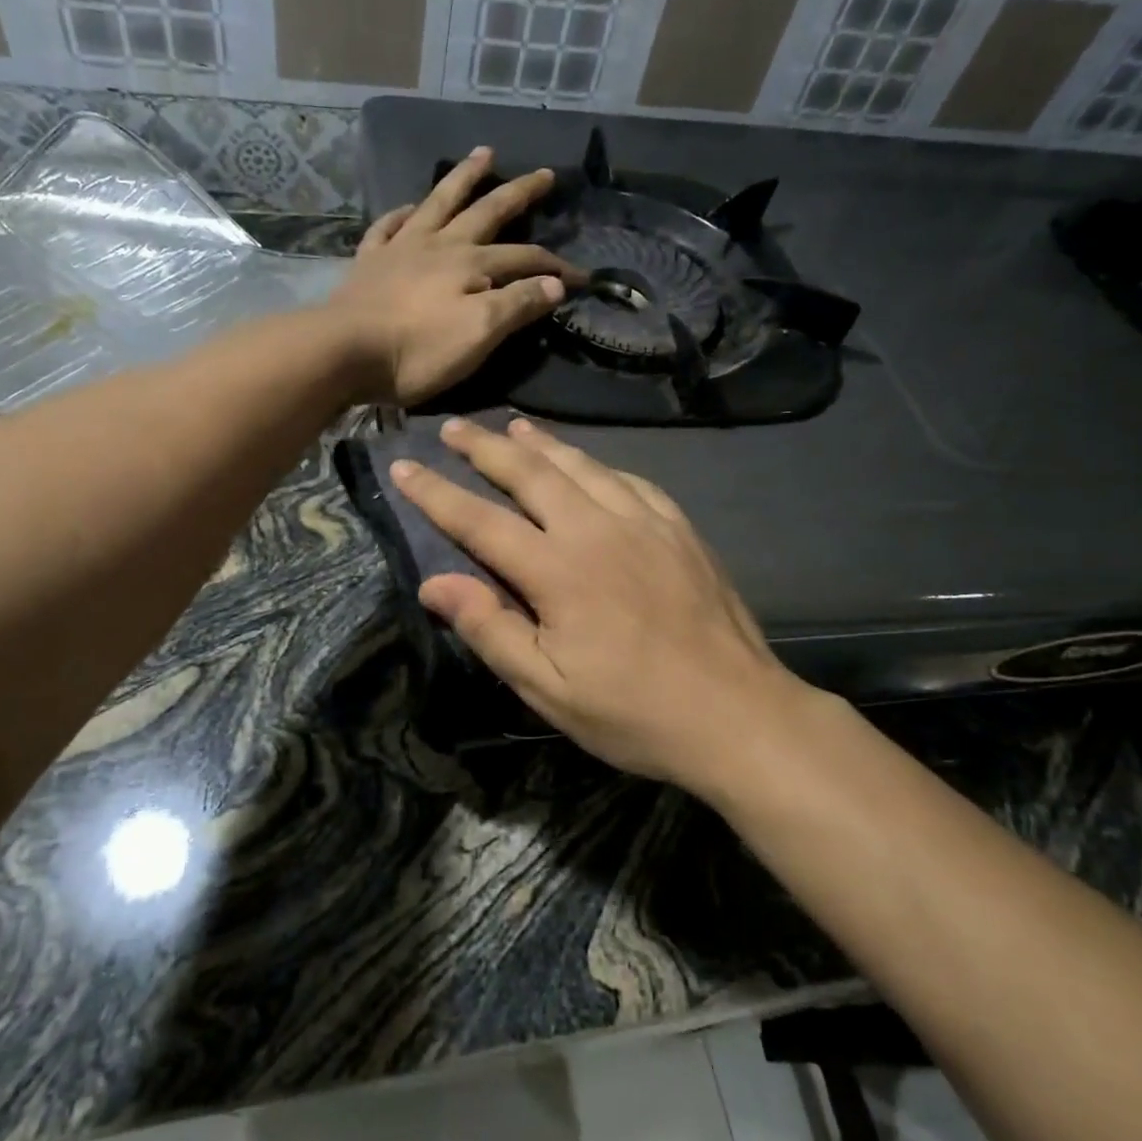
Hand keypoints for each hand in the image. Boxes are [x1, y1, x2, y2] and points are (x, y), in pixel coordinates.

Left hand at [327, 147, 585, 404]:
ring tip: (484, 154)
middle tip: (544, 173)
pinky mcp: (370, 262)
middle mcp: (440, 245)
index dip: (556, 267)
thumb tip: (555, 283)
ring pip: (440, 203)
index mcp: (471, 265)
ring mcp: (401, 248)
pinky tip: (408, 208)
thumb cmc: (418, 351)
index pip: (525, 259)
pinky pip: (389, 226)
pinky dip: (402, 214)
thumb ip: (518, 305)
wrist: (344, 352)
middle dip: (519, 193)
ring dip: (464, 178)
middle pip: (487, 212)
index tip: (582, 277)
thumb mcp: (479, 334)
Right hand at [390, 416, 802, 788]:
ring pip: (582, 466)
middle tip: (453, 426)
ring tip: (514, 426)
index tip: (403, 465)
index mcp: (558, 570)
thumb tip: (434, 582)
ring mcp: (645, 523)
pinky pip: (630, 480)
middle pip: (530, 473)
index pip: (480, 519)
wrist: (738, 714)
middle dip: (485, 447)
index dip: (436, 492)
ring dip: (542, 443)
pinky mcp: (680, 529)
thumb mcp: (547, 689)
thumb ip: (490, 629)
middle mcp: (597, 530)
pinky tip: (590, 464)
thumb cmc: (633, 712)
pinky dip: (598, 464)